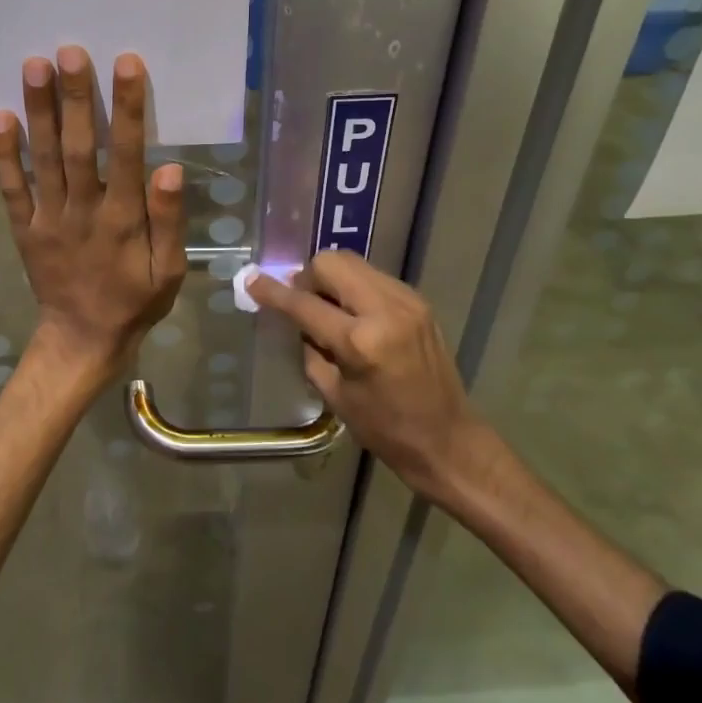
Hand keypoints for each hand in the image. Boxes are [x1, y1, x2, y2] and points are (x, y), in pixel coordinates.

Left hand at [0, 47, 186, 385]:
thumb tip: (169, 168)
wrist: (83, 340)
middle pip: (77, 147)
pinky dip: (5, 154)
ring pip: (43, 159)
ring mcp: (48, 218)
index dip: (126, 108)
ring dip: (38, 112)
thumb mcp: (170, 270)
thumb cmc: (135, 300)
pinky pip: (12, 188)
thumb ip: (169, 220)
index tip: (126, 64)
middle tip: (69, 51)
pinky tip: (1, 117)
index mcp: (122, 219)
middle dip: (74, 97)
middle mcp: (82, 211)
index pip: (125, 153)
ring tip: (34, 66)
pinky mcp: (24, 228)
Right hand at [249, 252, 476, 493]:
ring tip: (330, 310)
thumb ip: (311, 348)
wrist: (448, 440)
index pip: (305, 304)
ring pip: (354, 263)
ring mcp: (406, 300)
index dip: (274, 291)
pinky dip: (355, 288)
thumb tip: (297, 318)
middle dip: (309, 277)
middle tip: (304, 303)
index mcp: (361, 342)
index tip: (253, 280)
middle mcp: (386, 309)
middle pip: (332, 262)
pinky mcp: (418, 301)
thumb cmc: (385, 429)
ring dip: (333, 279)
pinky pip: (373, 277)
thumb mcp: (335, 395)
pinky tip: (355, 315)